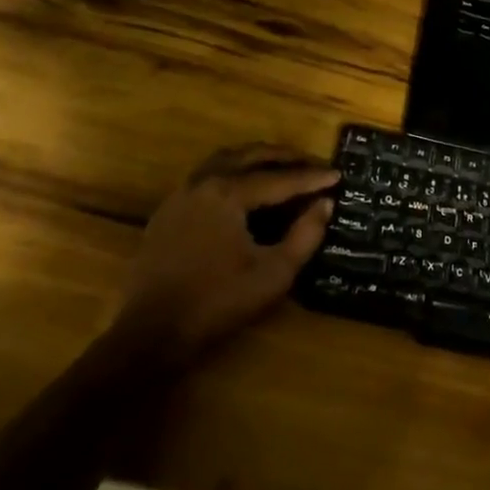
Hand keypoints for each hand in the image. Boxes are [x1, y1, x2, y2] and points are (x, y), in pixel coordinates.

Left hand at [117, 144, 338, 366]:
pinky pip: (207, 176)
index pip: (279, 178)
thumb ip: (305, 235)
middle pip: (251, 156)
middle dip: (285, 157)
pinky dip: (233, 172)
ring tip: (282, 167)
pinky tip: (244, 189)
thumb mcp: (273, 274)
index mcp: (228, 192)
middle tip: (313, 163)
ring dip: (256, 159)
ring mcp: (181, 194)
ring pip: (225, 160)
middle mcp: (203, 182)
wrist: (151, 334)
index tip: (338, 174)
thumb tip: (324, 204)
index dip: (311, 177)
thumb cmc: (217, 303)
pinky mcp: (168, 211)